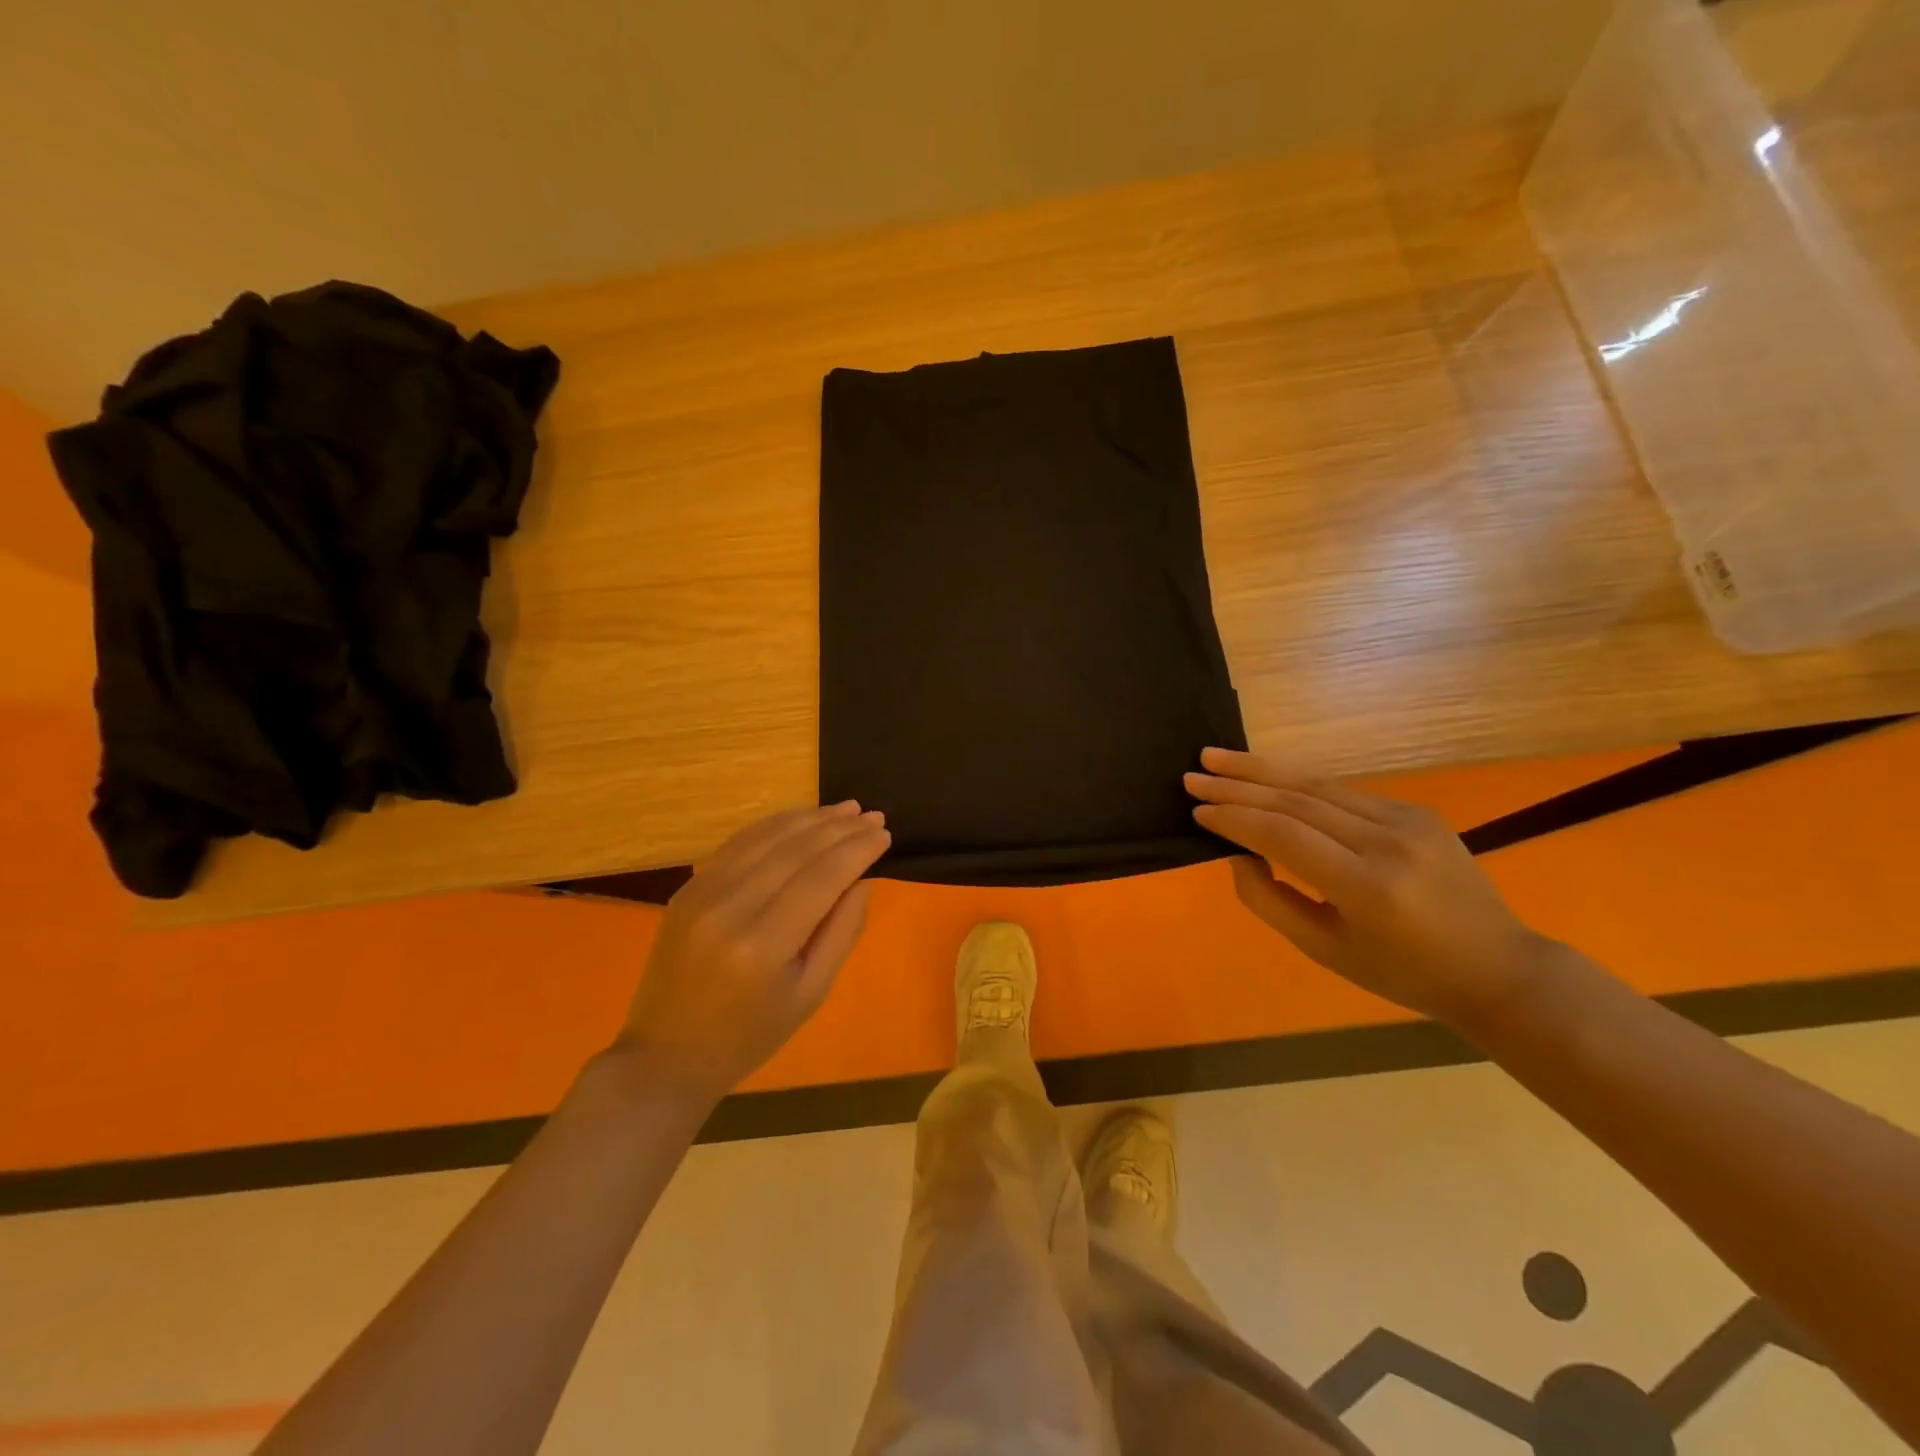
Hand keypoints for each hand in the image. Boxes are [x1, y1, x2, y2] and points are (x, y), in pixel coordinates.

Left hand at [612, 801, 889, 1106]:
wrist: (665, 1055)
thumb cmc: (749, 1036)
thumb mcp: (811, 995)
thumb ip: (842, 932)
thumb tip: (864, 877)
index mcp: (763, 946)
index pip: (822, 878)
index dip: (857, 851)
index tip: (886, 834)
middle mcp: (730, 908)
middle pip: (796, 850)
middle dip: (840, 828)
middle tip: (873, 816)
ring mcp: (702, 893)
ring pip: (767, 837)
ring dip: (811, 818)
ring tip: (846, 809)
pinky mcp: (689, 887)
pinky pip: (740, 843)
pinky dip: (776, 826)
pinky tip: (802, 819)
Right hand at [1186, 747, 1549, 1023]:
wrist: (1496, 968)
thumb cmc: (1401, 973)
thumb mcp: (1323, 950)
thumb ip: (1269, 900)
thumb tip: (1237, 853)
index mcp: (1367, 887)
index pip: (1283, 835)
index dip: (1234, 818)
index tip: (1196, 810)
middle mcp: (1387, 842)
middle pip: (1296, 799)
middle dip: (1238, 784)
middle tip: (1192, 774)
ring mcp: (1407, 820)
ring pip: (1318, 784)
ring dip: (1262, 769)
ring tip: (1217, 757)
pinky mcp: (1415, 811)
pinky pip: (1342, 792)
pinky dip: (1297, 781)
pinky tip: (1265, 775)